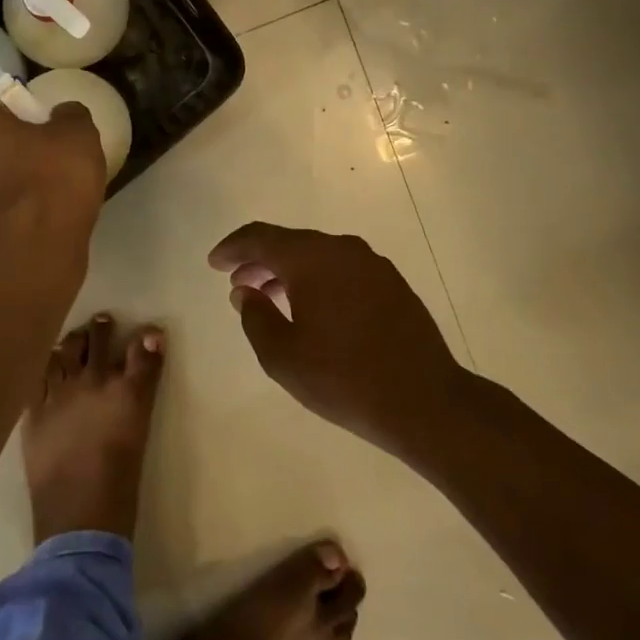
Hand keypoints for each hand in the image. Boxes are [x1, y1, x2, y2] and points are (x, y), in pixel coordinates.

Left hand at [0, 99, 106, 237]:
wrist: (31, 249)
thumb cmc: (50, 177)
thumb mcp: (78, 134)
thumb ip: (71, 117)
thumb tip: (64, 114)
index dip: (19, 120)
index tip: (45, 134)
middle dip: (10, 155)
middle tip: (48, 165)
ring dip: (9, 189)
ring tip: (48, 200)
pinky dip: (11, 218)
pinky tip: (39, 225)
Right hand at [209, 222, 467, 449]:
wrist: (425, 402)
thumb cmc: (343, 378)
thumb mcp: (282, 355)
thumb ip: (255, 316)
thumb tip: (245, 292)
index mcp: (312, 258)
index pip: (261, 238)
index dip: (232, 248)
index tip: (214, 263)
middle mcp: (342, 250)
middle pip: (290, 243)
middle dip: (259, 261)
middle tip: (238, 283)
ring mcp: (372, 265)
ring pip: (318, 256)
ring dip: (289, 271)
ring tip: (270, 298)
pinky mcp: (392, 284)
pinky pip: (342, 270)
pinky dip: (318, 280)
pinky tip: (312, 309)